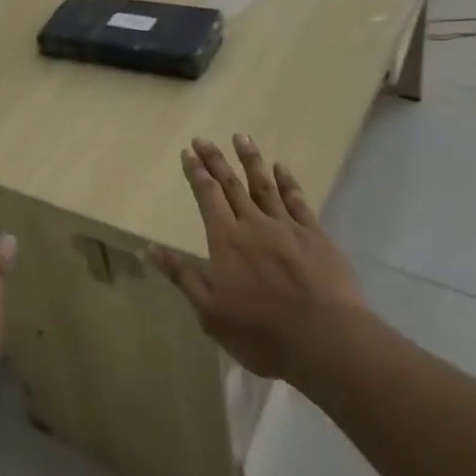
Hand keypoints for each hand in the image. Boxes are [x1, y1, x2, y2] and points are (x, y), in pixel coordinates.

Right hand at [148, 136, 365, 382]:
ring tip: (241, 137)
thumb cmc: (261, 332)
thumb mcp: (210, 312)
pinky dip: (288, 182)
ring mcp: (288, 227)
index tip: (188, 152)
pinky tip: (282, 168)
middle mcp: (254, 224)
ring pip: (265, 185)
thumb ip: (182, 275)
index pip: (208, 197)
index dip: (196, 173)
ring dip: (251, 160)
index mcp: (226, 241)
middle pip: (232, 185)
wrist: (326, 338)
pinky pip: (298, 201)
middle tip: (204, 138)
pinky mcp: (316, 236)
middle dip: (216, 160)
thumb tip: (149, 248)